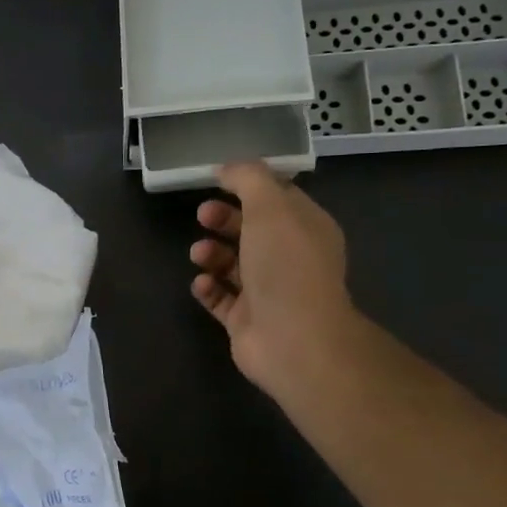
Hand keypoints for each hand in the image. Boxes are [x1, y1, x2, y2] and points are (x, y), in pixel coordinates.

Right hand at [189, 162, 356, 396]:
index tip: (218, 180)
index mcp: (306, 229)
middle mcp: (290, 258)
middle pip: (251, 230)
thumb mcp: (270, 207)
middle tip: (202, 216)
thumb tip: (228, 167)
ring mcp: (268, 292)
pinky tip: (202, 283)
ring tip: (199, 255)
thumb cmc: (285, 266)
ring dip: (211, 254)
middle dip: (224, 219)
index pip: (279, 199)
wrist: (292, 338)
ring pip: (233, 264)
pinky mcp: (246, 320)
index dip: (249, 187)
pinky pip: (221, 298)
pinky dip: (208, 288)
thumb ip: (248, 179)